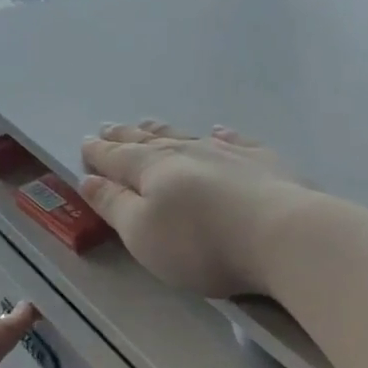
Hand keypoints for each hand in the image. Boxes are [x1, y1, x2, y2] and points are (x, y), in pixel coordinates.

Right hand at [78, 122, 312, 298]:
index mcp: (152, 170)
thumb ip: (114, 205)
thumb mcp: (142, 234)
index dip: (99, 153)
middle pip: (150, 141)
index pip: (117, 157)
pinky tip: (218, 131)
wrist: (281, 235)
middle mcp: (188, 152)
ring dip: (164, 131)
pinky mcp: (264, 162)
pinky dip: (221, 135)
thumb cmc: (201, 244)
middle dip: (126, 136)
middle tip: (109, 127)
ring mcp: (228, 153)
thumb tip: (88, 179)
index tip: (85, 143)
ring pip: (188, 136)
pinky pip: (234, 140)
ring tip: (149, 124)